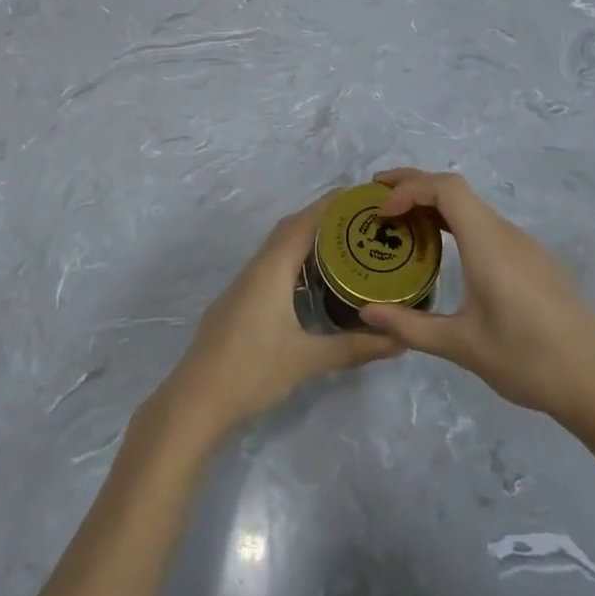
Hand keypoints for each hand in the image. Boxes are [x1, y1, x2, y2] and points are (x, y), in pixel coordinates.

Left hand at [151, 196, 401, 449]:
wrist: (194, 400)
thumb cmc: (251, 371)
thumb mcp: (307, 359)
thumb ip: (353, 347)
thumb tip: (400, 339)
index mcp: (270, 270)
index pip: (303, 223)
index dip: (330, 205)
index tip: (360, 195)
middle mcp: (255, 269)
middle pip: (289, 229)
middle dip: (322, 219)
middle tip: (360, 222)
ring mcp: (242, 286)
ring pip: (277, 249)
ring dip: (306, 240)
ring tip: (343, 247)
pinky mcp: (237, 303)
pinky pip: (269, 267)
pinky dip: (293, 262)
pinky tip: (310, 282)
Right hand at [359, 169, 594, 427]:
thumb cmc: (527, 360)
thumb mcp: (462, 346)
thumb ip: (410, 326)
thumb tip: (365, 313)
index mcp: (489, 246)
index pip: (447, 189)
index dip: (410, 187)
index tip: (383, 212)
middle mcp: (507, 234)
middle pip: (457, 190)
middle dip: (415, 186)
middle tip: (378, 198)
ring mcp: (525, 246)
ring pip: (474, 208)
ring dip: (436, 206)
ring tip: (403, 224)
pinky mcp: (535, 261)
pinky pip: (488, 226)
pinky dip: (457, 224)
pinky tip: (446, 252)